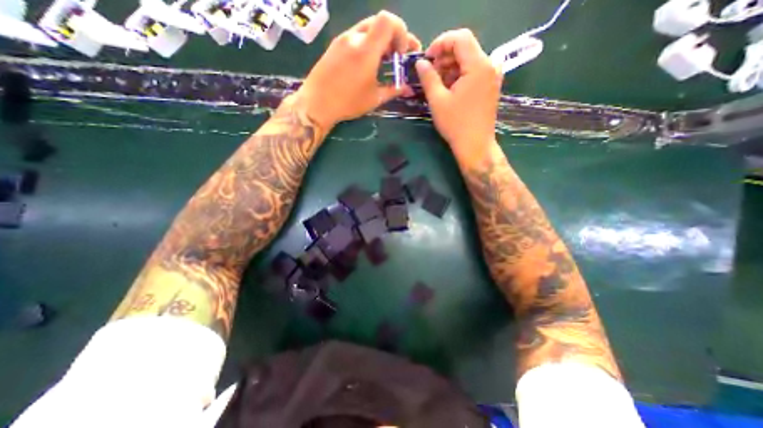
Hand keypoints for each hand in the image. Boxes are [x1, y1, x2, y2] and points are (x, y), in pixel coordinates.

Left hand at [292, 11, 423, 131]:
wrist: (316, 103)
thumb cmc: (347, 103)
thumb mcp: (374, 99)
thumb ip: (393, 90)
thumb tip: (406, 88)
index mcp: (366, 49)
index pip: (388, 20)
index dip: (401, 32)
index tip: (401, 53)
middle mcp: (354, 37)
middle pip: (379, 22)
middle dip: (393, 37)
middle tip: (396, 56)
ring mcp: (342, 39)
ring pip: (367, 28)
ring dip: (380, 40)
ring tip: (382, 60)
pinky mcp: (335, 45)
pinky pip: (356, 36)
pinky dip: (367, 44)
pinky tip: (366, 62)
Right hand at [416, 28, 504, 164]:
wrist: (475, 145)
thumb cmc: (456, 124)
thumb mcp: (438, 101)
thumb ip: (428, 77)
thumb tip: (420, 63)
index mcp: (479, 65)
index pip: (460, 38)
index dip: (440, 44)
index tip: (426, 59)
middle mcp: (490, 65)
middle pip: (465, 48)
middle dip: (444, 57)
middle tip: (429, 74)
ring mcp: (492, 75)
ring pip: (468, 60)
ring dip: (450, 68)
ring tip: (436, 85)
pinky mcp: (490, 85)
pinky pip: (473, 71)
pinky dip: (459, 76)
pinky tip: (448, 89)